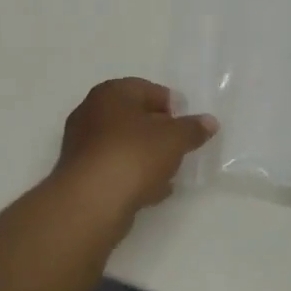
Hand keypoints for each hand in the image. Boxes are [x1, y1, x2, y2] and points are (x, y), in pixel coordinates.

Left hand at [52, 78, 217, 231]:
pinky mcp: (81, 176)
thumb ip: (193, 128)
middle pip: (134, 117)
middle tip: (180, 146)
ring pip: (124, 145)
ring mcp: (82, 146)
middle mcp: (90, 113)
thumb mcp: (174, 138)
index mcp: (110, 93)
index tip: (187, 124)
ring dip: (146, 156)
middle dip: (158, 131)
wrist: (92, 201)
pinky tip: (152, 190)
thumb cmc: (134, 155)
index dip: (171, 105)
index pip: (147, 89)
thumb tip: (209, 122)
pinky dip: (133, 175)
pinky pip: (115, 168)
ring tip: (170, 172)